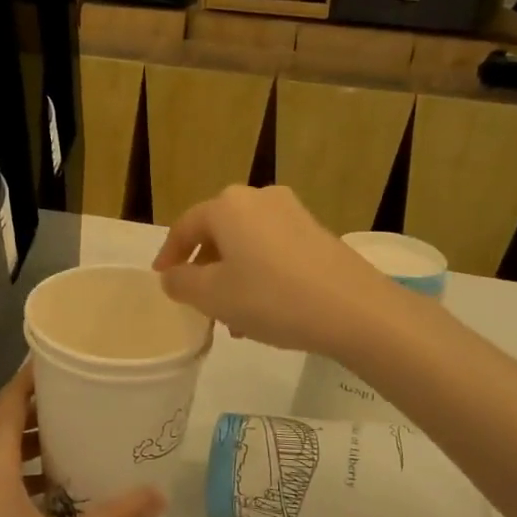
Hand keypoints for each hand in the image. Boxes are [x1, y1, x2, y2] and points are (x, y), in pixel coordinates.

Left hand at [0, 366, 163, 516]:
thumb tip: (157, 493)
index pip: (9, 402)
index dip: (31, 377)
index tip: (61, 357)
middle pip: (3, 423)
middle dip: (38, 406)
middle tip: (80, 394)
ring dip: (30, 440)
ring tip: (72, 435)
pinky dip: (21, 469)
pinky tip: (53, 489)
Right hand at [152, 185, 392, 356]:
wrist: (355, 310)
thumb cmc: (272, 298)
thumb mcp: (213, 297)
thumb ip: (182, 283)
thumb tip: (173, 275)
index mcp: (227, 206)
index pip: (185, 226)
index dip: (169, 254)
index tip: (162, 278)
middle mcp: (258, 198)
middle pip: (218, 232)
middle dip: (205, 267)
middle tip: (197, 300)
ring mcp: (292, 213)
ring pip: (247, 243)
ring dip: (233, 275)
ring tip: (232, 317)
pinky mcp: (316, 232)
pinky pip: (273, 249)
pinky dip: (259, 273)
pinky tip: (265, 310)